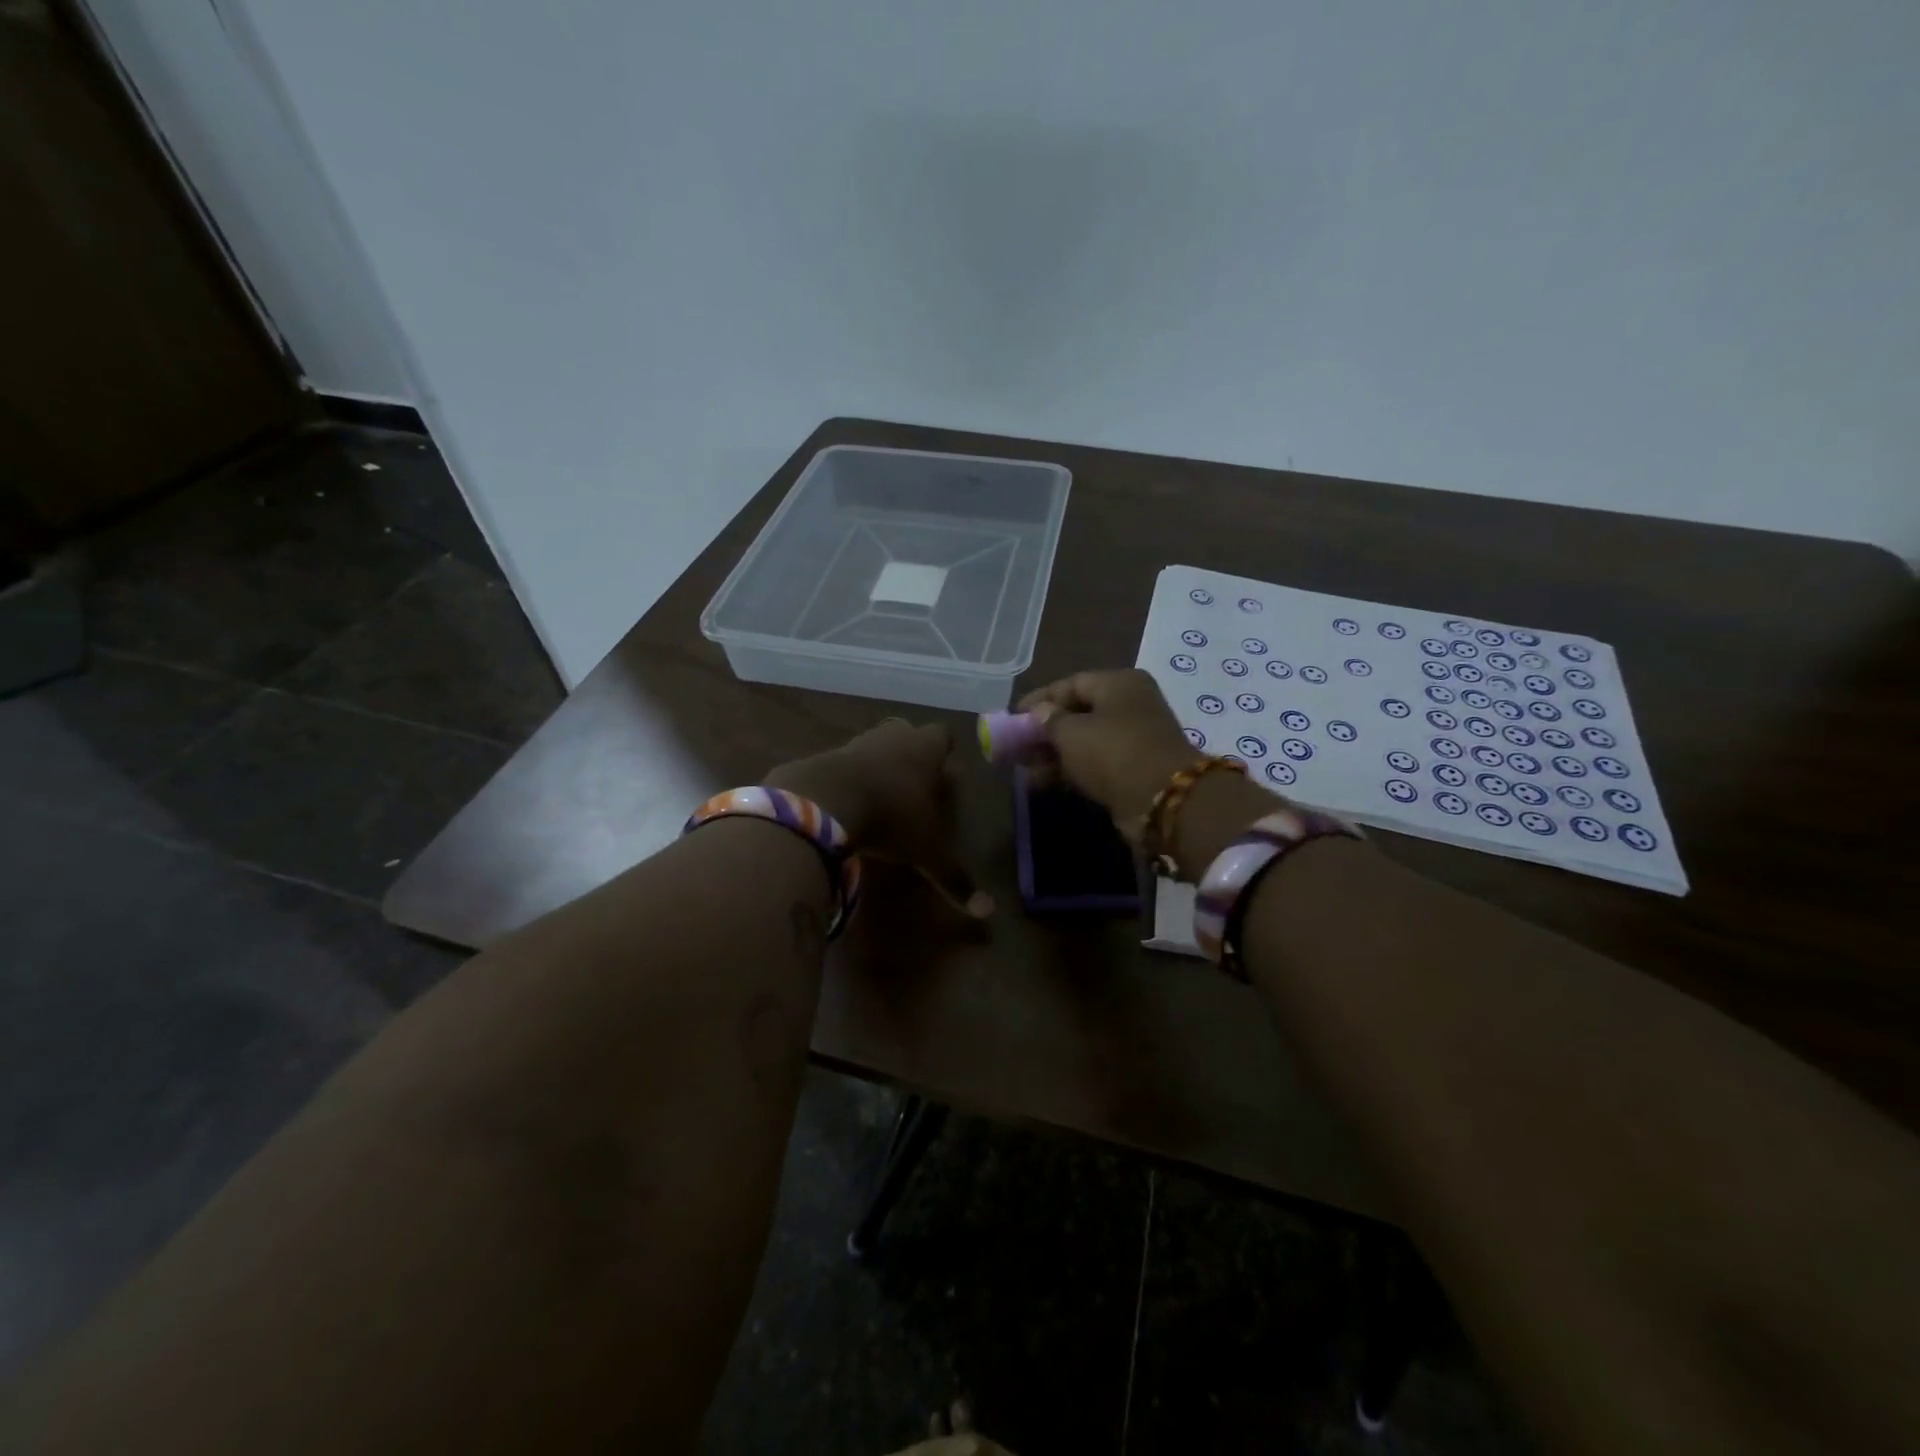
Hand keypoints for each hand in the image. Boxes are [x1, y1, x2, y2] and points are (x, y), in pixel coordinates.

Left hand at [768, 720, 991, 917]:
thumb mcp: (926, 851)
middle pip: (906, 735)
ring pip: (874, 747)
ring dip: (878, 766)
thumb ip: (954, 877)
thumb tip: (988, 911)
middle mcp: (893, 737)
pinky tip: (846, 805)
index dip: (943, 751)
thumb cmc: (890, 817)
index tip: (943, 770)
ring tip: (880, 797)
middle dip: (911, 756)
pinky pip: (842, 764)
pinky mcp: (824, 757)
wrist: (823, 802)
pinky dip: (847, 779)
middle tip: (914, 785)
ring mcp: (856, 743)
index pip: (942, 736)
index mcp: (925, 749)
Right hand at [1017, 669, 1202, 842]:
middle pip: (1078, 712)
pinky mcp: (1136, 767)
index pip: (1070, 684)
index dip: (1038, 700)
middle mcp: (1130, 703)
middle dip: (1044, 731)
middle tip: (1016, 747)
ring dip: (1054, 754)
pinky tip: (1044, 782)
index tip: (1012, 717)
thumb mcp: (1071, 732)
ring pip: (1086, 740)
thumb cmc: (1113, 752)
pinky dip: (1071, 769)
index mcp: (1118, 683)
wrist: (1163, 799)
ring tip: (1024, 769)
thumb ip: (1048, 721)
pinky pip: (1096, 762)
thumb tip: (1040, 715)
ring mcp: (1136, 736)